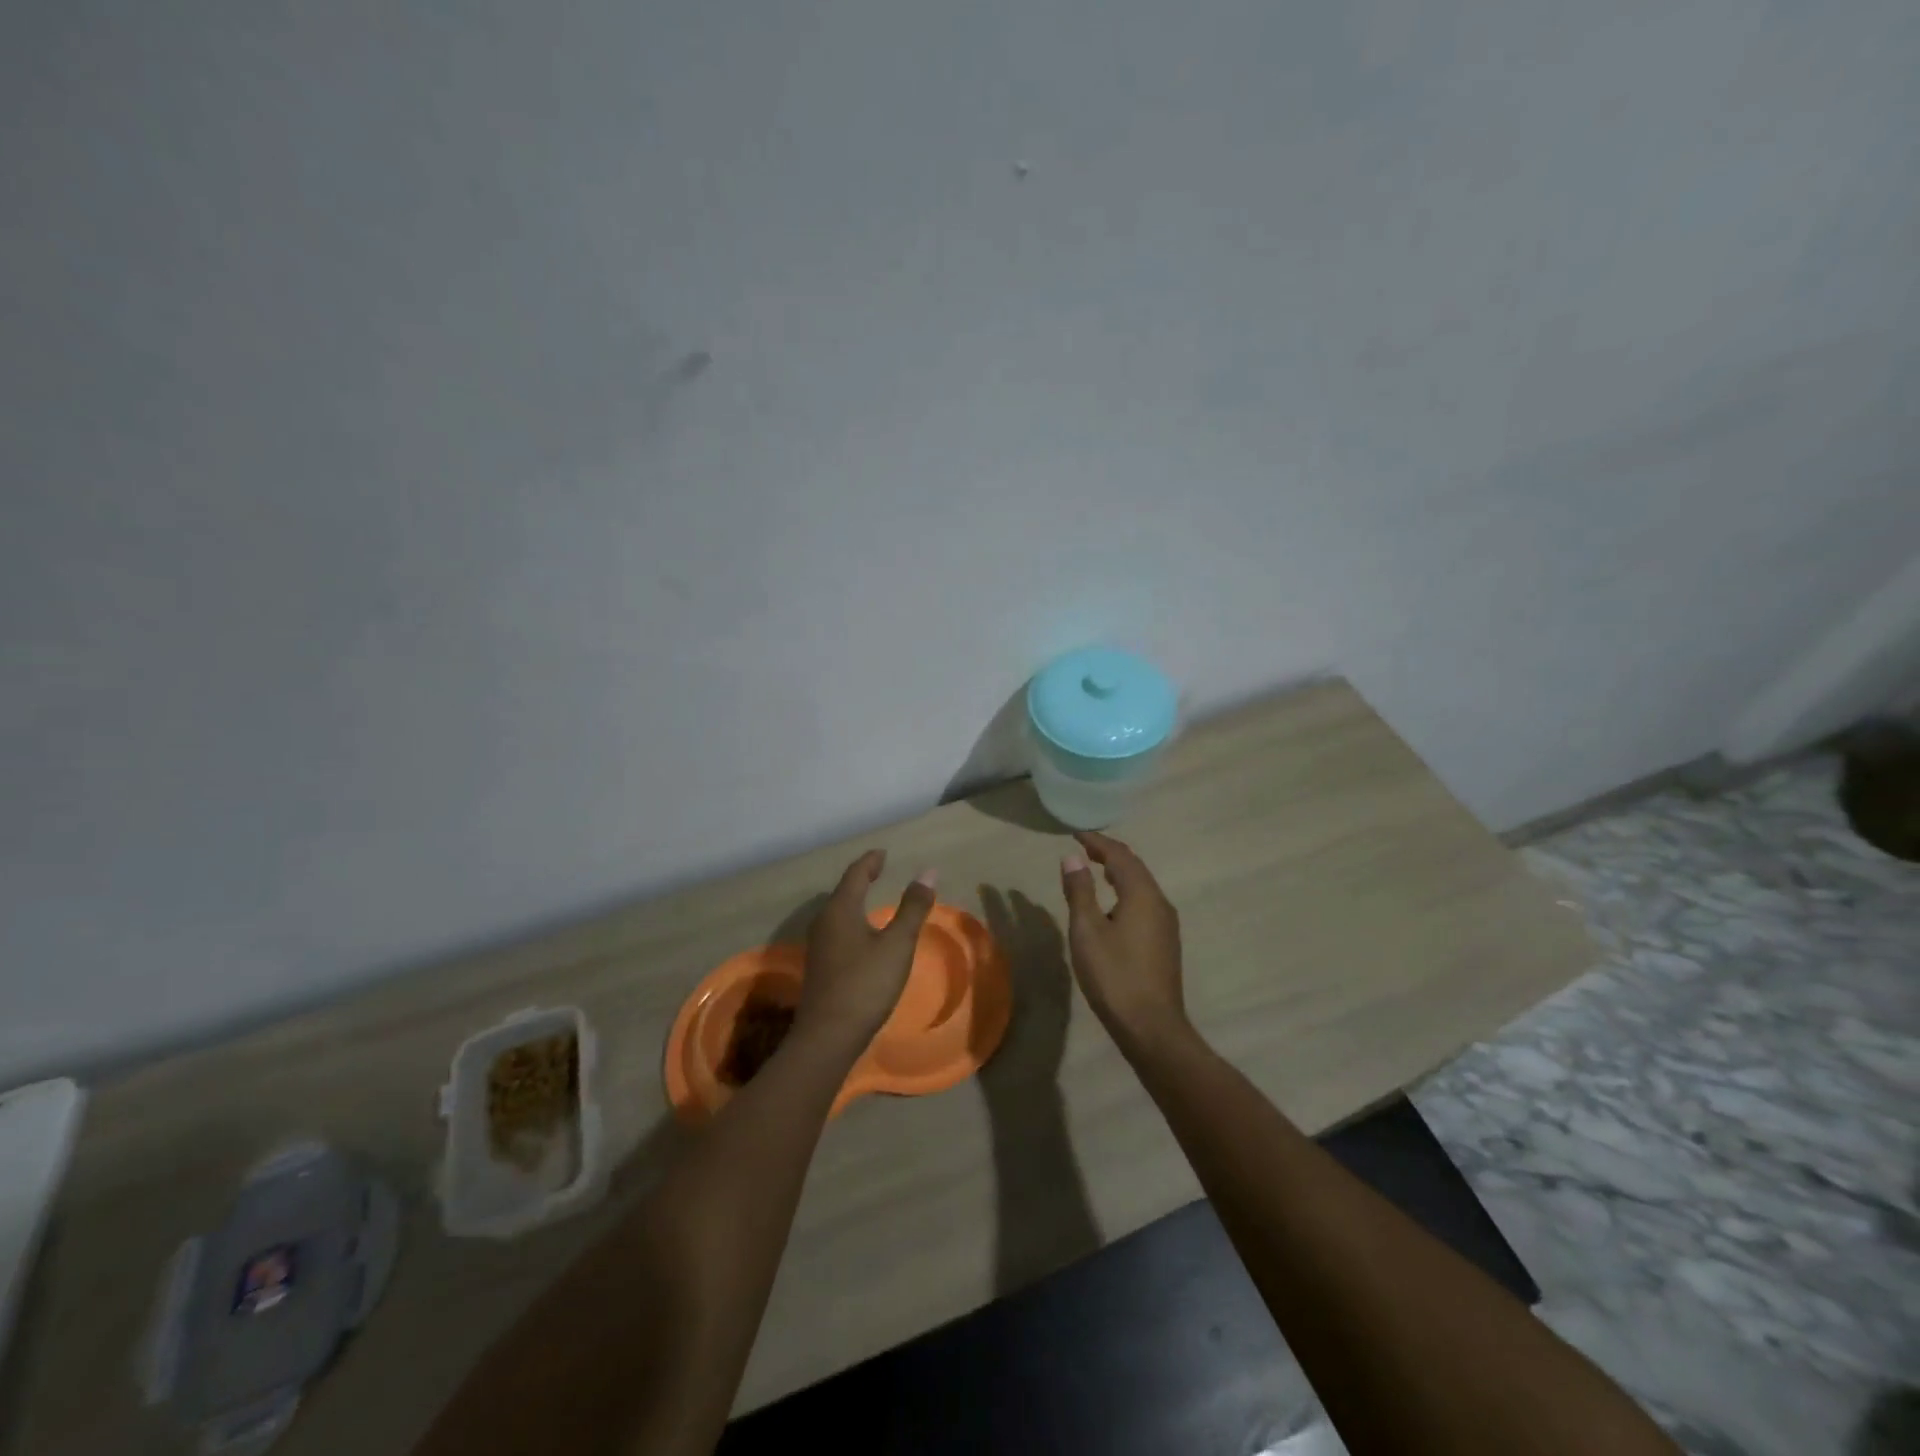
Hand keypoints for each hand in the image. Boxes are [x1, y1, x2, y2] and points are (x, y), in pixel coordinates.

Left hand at [799, 850, 937, 1047]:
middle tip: (879, 871)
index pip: (855, 874)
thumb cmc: (866, 984)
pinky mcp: (820, 966)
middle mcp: (824, 921)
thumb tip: (927, 872)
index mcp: (841, 909)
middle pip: (843, 891)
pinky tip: (861, 934)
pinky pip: (837, 930)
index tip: (883, 853)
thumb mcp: (897, 944)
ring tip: (872, 898)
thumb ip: (913, 908)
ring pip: (837, 912)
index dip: (870, 861)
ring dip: (855, 900)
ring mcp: (818, 945)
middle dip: (861, 878)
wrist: (828, 1036)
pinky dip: (852, 920)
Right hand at [1059, 831, 1186, 1049]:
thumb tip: (1072, 858)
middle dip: (1110, 854)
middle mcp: (1160, 902)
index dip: (1097, 842)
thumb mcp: (1087, 931)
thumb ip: (1079, 891)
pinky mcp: (1165, 942)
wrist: (1152, 1027)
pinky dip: (1126, 891)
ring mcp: (1166, 924)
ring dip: (1120, 872)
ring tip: (1097, 869)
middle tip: (1085, 847)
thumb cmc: (1114, 976)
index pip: (1120, 856)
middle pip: (1135, 867)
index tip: (1076, 834)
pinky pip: (1145, 902)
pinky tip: (1114, 904)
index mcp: (1142, 894)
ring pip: (1142, 885)